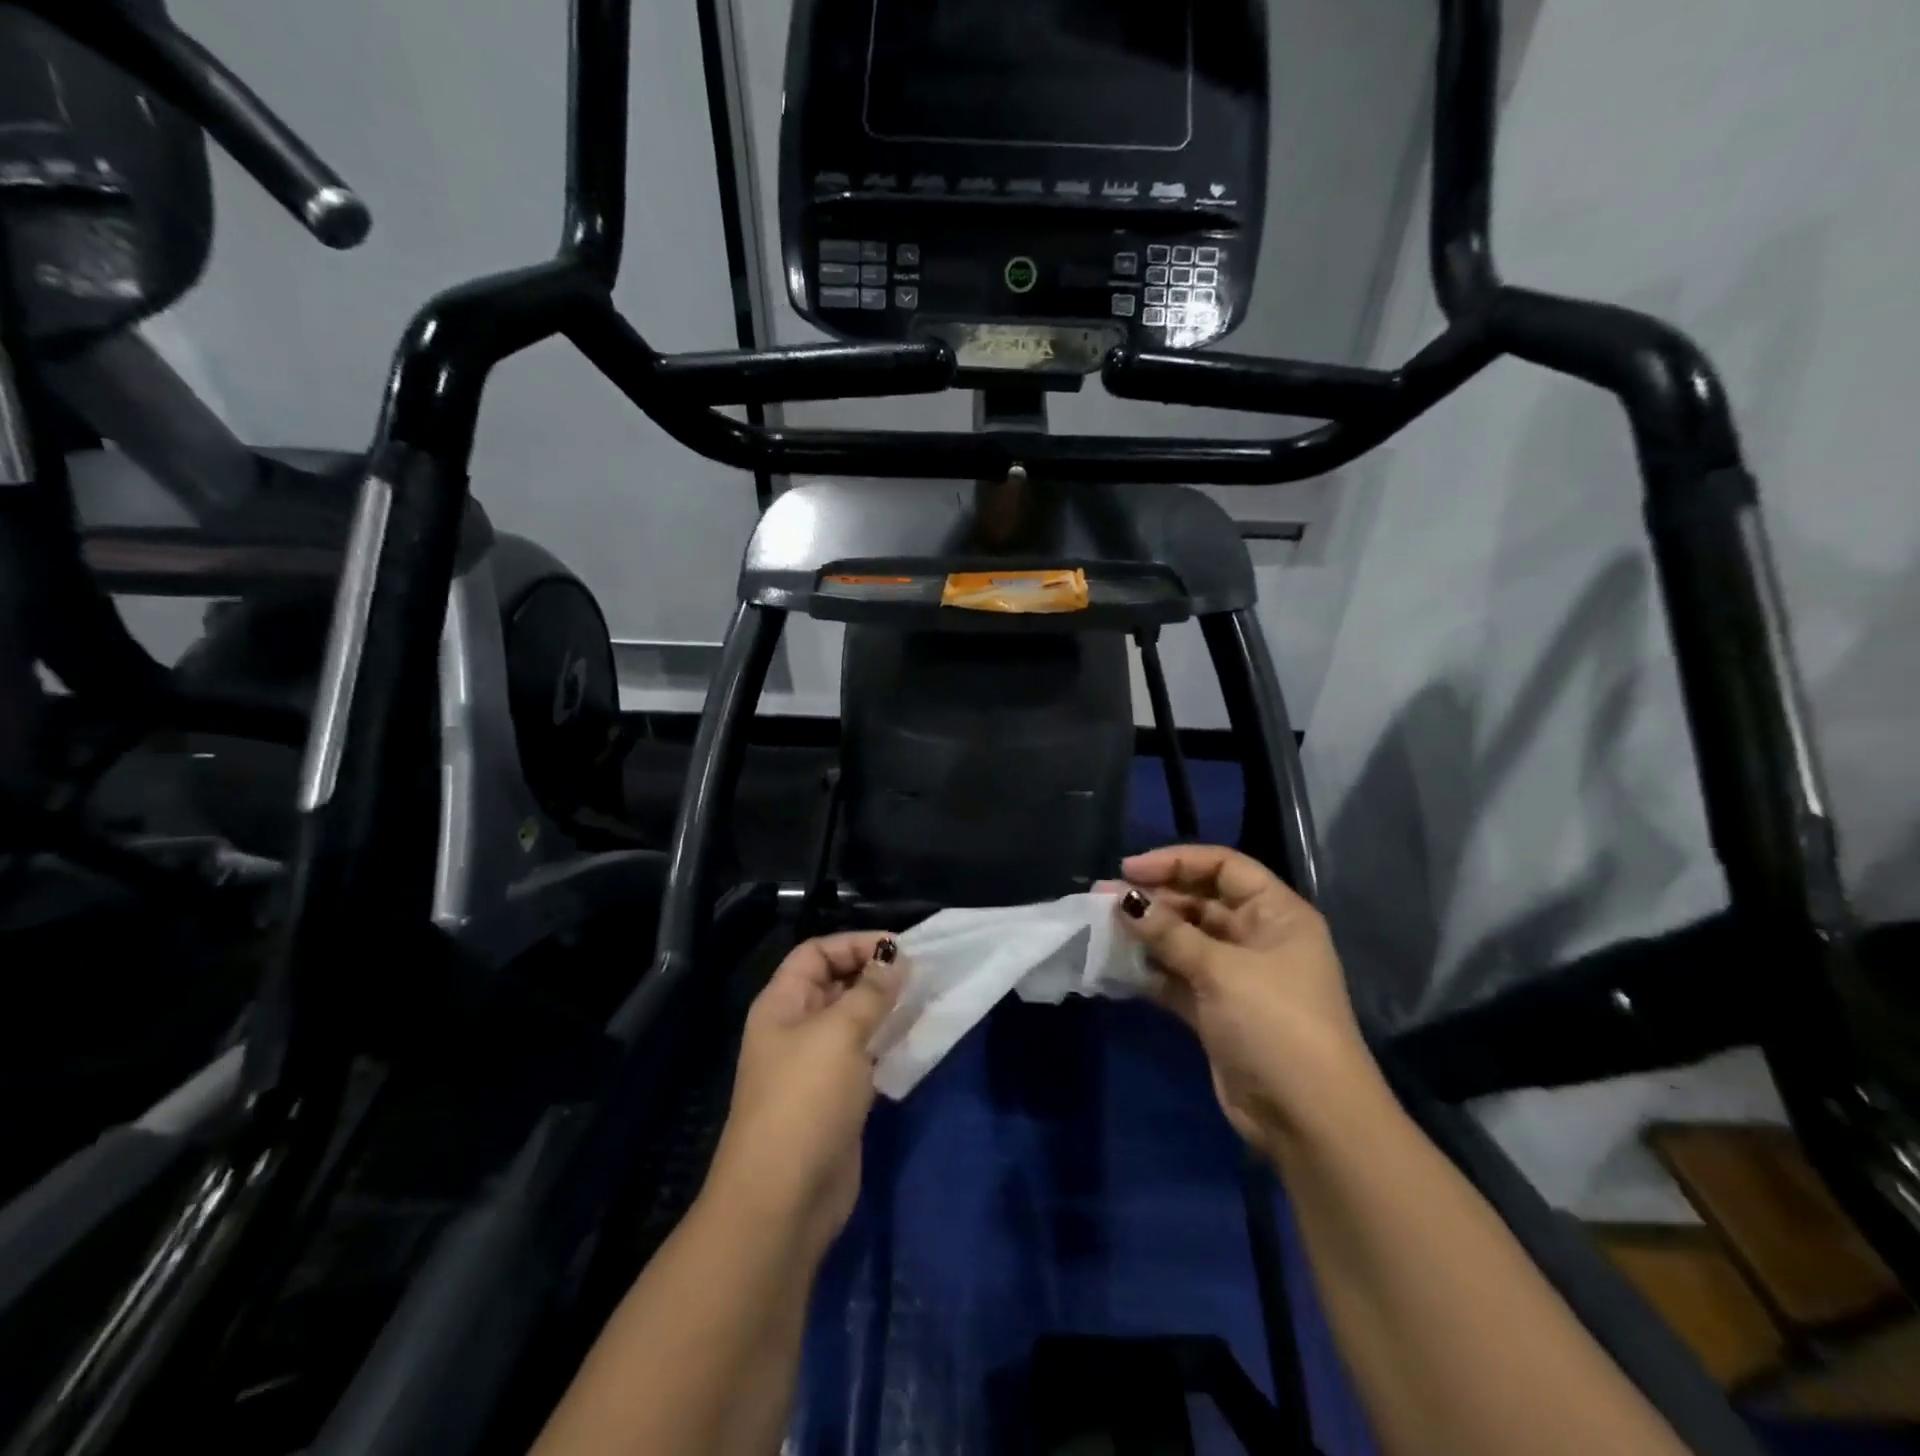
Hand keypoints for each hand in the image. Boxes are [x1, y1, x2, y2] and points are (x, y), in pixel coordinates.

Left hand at [706, 932, 902, 1255]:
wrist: (785, 1199)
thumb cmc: (806, 1099)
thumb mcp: (840, 1033)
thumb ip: (870, 991)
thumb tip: (895, 958)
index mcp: (782, 1004)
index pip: (816, 952)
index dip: (854, 944)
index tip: (900, 949)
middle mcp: (796, 1028)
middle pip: (836, 983)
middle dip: (875, 974)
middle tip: (921, 974)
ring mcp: (816, 1065)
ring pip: (854, 1020)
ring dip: (887, 1009)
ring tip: (926, 1000)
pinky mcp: (837, 1097)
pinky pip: (865, 1055)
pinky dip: (889, 1043)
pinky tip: (917, 1040)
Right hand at [1115, 845, 1383, 1153]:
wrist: (1308, 1119)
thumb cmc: (1275, 1024)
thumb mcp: (1221, 970)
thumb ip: (1169, 933)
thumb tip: (1123, 899)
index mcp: (1276, 914)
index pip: (1224, 866)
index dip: (1176, 861)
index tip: (1129, 868)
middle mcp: (1257, 937)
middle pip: (1200, 901)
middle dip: (1154, 898)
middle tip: (1103, 899)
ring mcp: (1236, 976)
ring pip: (1184, 940)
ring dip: (1146, 934)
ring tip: (1101, 927)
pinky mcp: (1216, 1010)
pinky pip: (1177, 976)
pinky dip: (1149, 970)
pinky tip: (1114, 964)